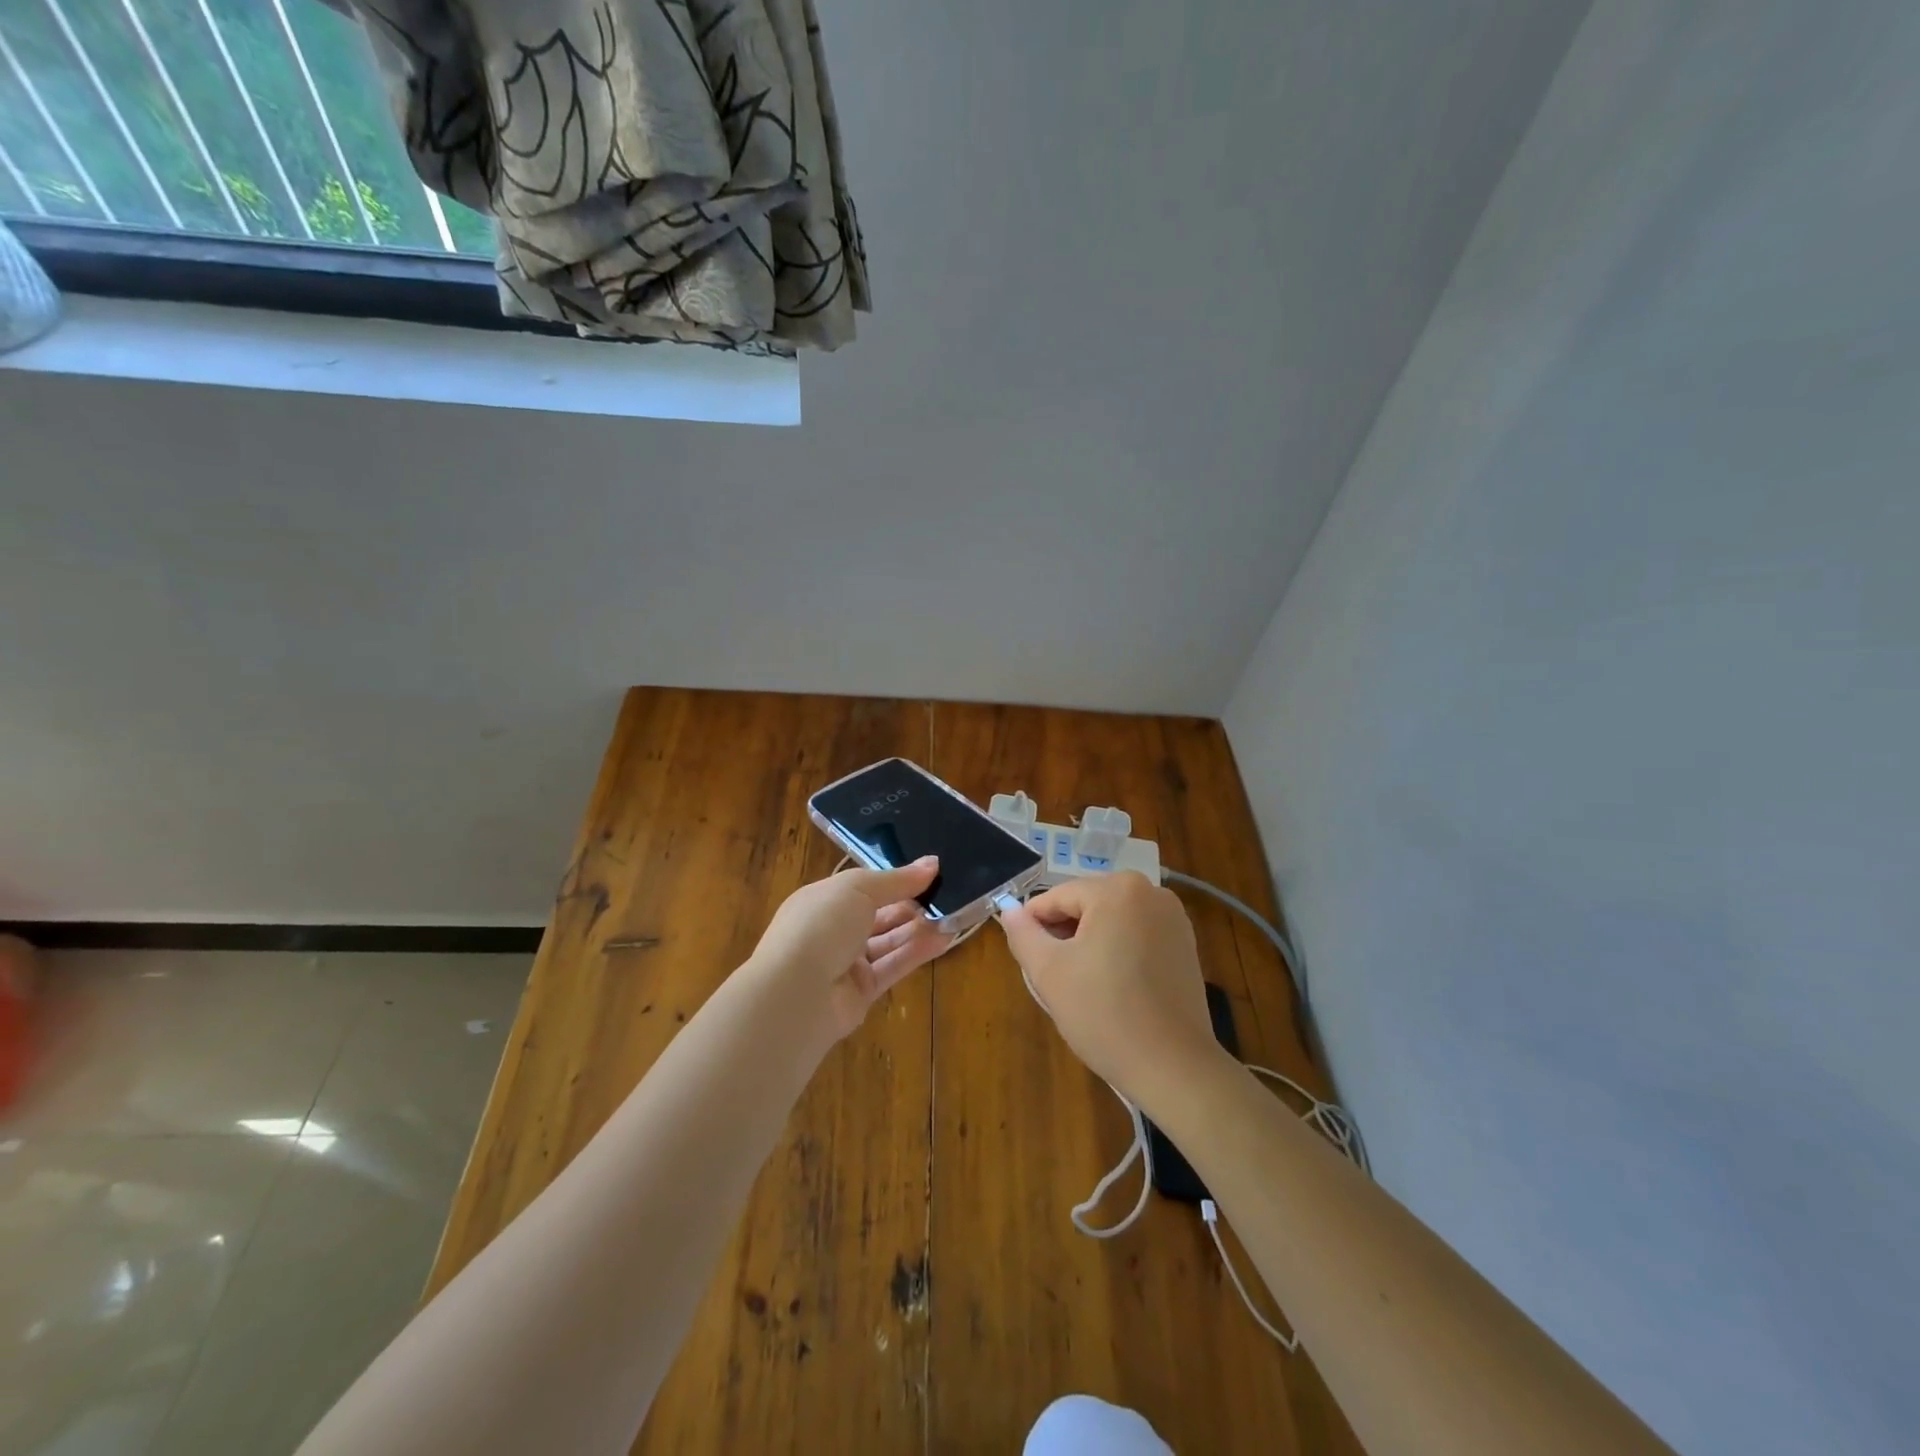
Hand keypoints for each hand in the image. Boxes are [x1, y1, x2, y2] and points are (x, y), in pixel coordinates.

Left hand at [750, 858, 949, 1040]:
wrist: (797, 993)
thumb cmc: (822, 924)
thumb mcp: (859, 889)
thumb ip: (898, 879)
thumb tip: (932, 863)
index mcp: (824, 899)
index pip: (864, 886)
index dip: (896, 880)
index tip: (931, 872)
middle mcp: (834, 929)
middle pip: (880, 914)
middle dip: (912, 904)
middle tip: (949, 893)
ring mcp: (847, 962)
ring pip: (890, 940)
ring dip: (920, 927)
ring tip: (955, 914)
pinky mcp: (863, 991)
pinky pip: (894, 965)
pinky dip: (918, 951)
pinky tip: (946, 938)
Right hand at [999, 872, 1223, 1114]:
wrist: (1173, 1067)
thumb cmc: (1104, 1014)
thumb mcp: (1049, 972)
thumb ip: (1023, 934)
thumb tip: (1009, 910)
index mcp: (1117, 889)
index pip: (1057, 897)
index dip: (1033, 925)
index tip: (1025, 957)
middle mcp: (1151, 891)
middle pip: (1087, 905)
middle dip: (1065, 934)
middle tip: (1052, 975)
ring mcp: (1174, 918)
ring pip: (1112, 920)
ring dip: (1090, 943)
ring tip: (1081, 984)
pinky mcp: (1186, 945)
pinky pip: (1137, 935)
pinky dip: (1118, 951)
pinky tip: (1112, 987)